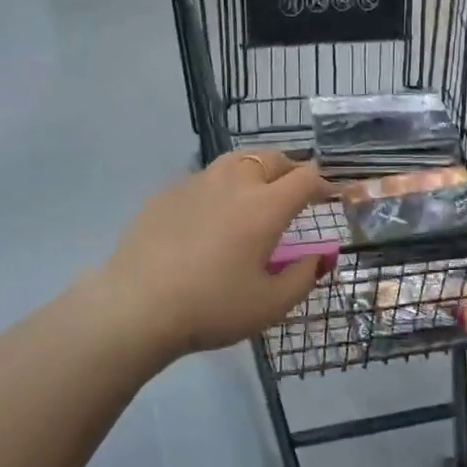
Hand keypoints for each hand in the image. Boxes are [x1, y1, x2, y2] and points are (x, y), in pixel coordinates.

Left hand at [97, 151, 333, 365]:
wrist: (136, 307)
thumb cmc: (212, 308)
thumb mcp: (269, 305)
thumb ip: (303, 277)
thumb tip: (320, 257)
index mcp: (265, 207)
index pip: (305, 178)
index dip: (323, 182)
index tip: (330, 194)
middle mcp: (234, 183)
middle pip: (271, 158)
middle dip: (292, 169)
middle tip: (297, 190)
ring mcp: (197, 183)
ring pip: (236, 160)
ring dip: (256, 169)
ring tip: (258, 191)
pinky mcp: (167, 194)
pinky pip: (204, 178)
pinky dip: (221, 186)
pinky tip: (213, 212)